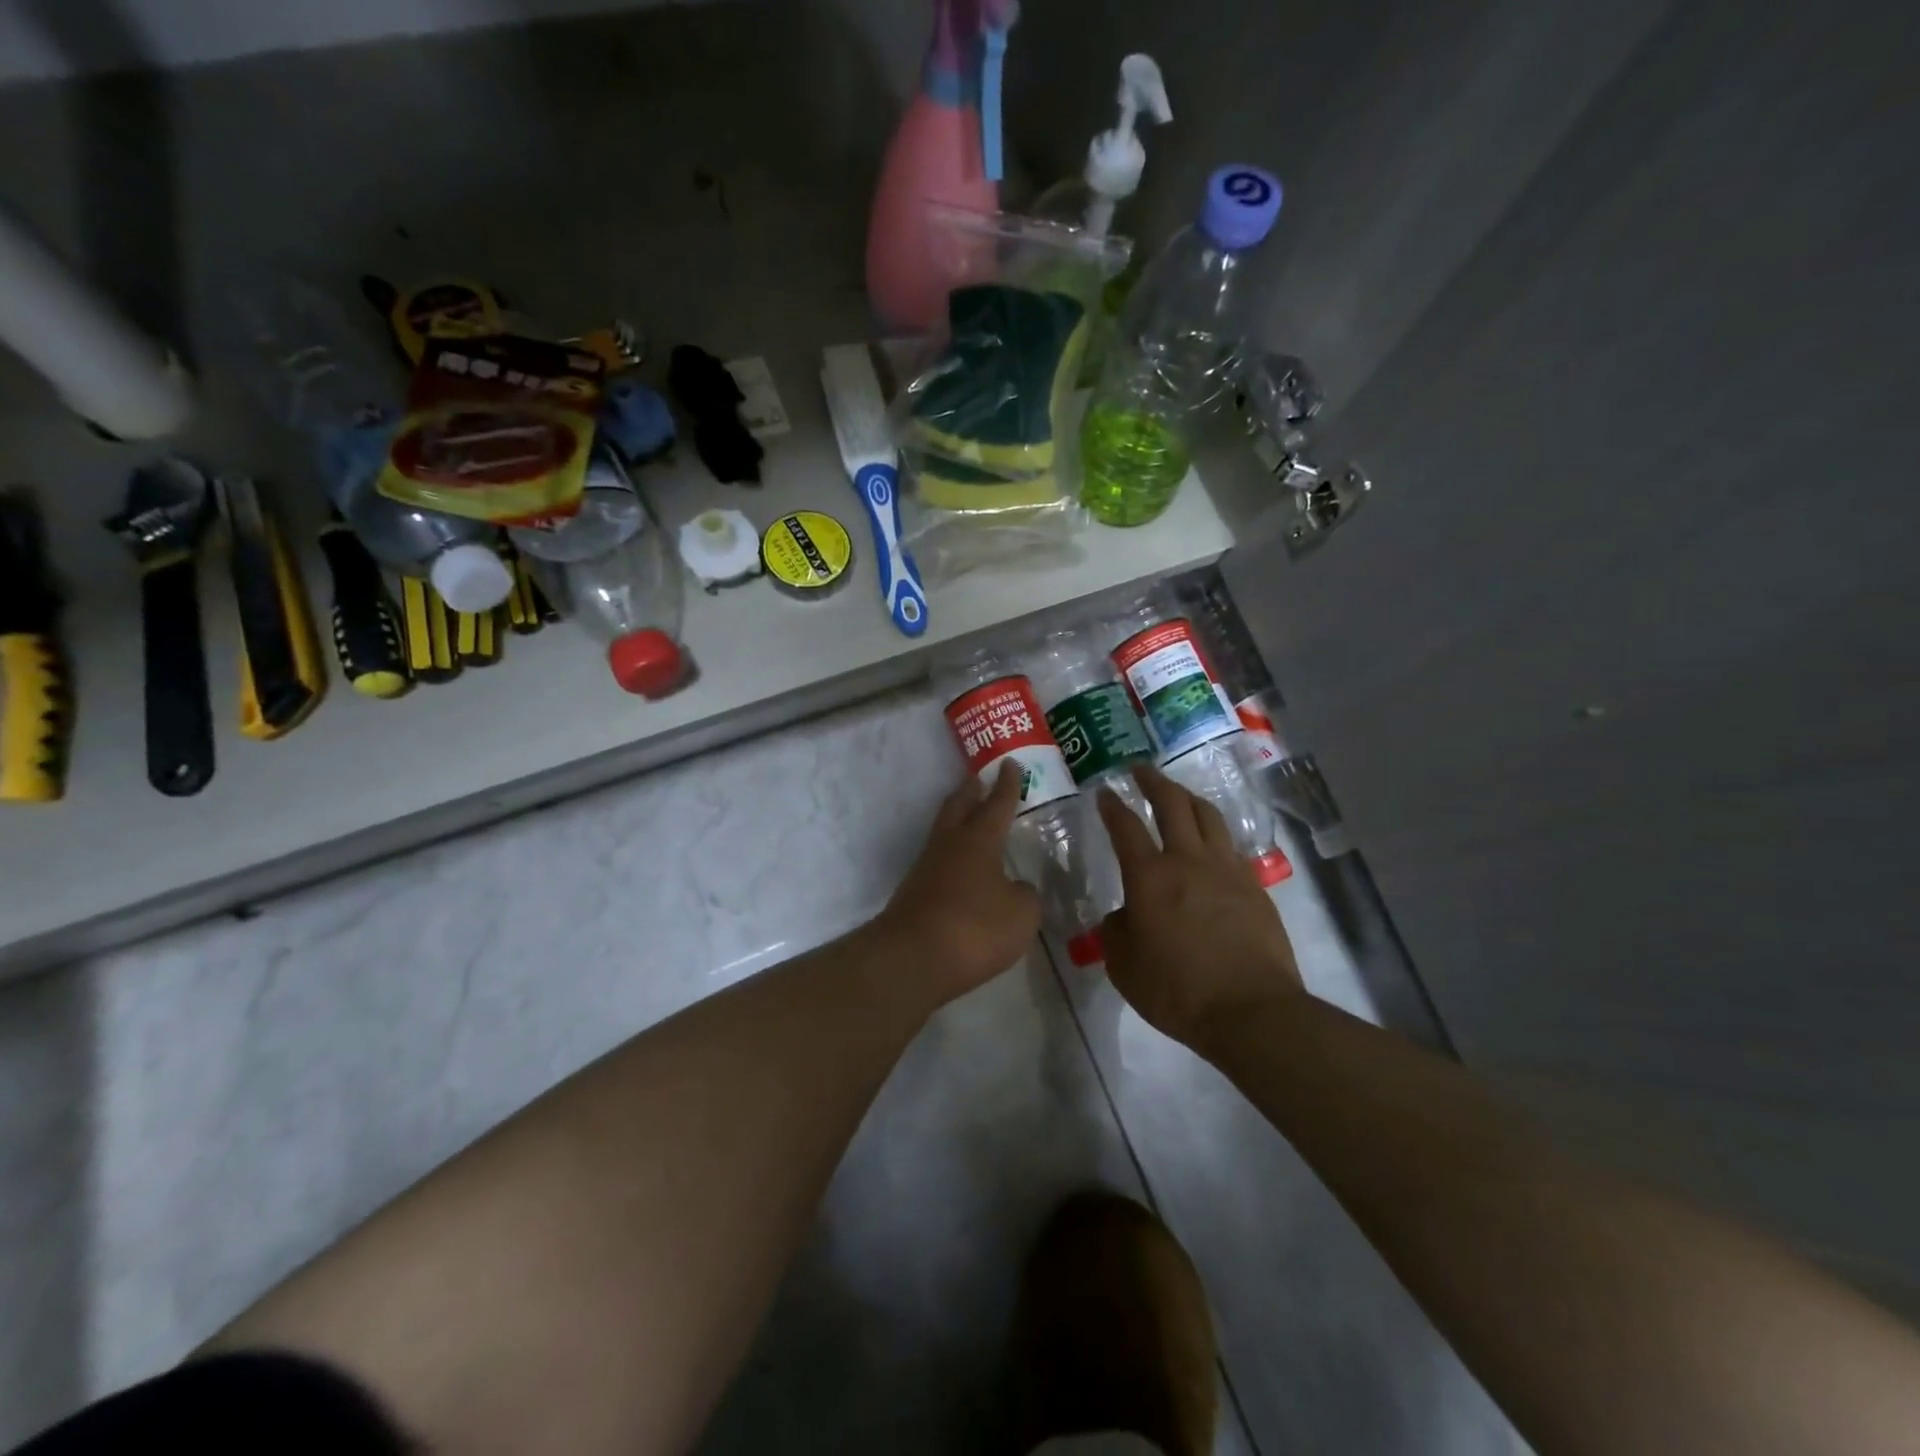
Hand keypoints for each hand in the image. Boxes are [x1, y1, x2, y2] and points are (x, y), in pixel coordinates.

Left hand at [874, 763, 1041, 1006]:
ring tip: (972, 819)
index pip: (997, 804)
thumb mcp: (1021, 914)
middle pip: (959, 806)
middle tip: (979, 778)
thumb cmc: (974, 928)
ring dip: (959, 820)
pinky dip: (953, 855)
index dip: (1007, 785)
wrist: (912, 959)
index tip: (1010, 763)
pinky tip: (963, 869)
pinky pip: (939, 861)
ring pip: (945, 832)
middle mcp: (949, 845)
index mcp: (979, 840)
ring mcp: (927, 868)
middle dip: (971, 791)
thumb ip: (1025, 895)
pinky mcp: (915, 893)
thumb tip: (1016, 888)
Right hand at [1097, 764, 1303, 1049]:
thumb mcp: (1125, 968)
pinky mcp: (1254, 886)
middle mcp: (1188, 861)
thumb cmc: (1178, 991)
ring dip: (1188, 798)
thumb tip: (1122, 916)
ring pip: (1208, 816)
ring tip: (1178, 795)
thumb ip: (1116, 934)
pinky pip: (1231, 846)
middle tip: (1140, 770)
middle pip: (1173, 804)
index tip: (1104, 791)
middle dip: (1153, 781)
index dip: (1112, 806)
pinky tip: (1211, 844)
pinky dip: (1215, 834)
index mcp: (1150, 877)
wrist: (1251, 1011)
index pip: (1125, 827)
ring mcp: (1227, 870)